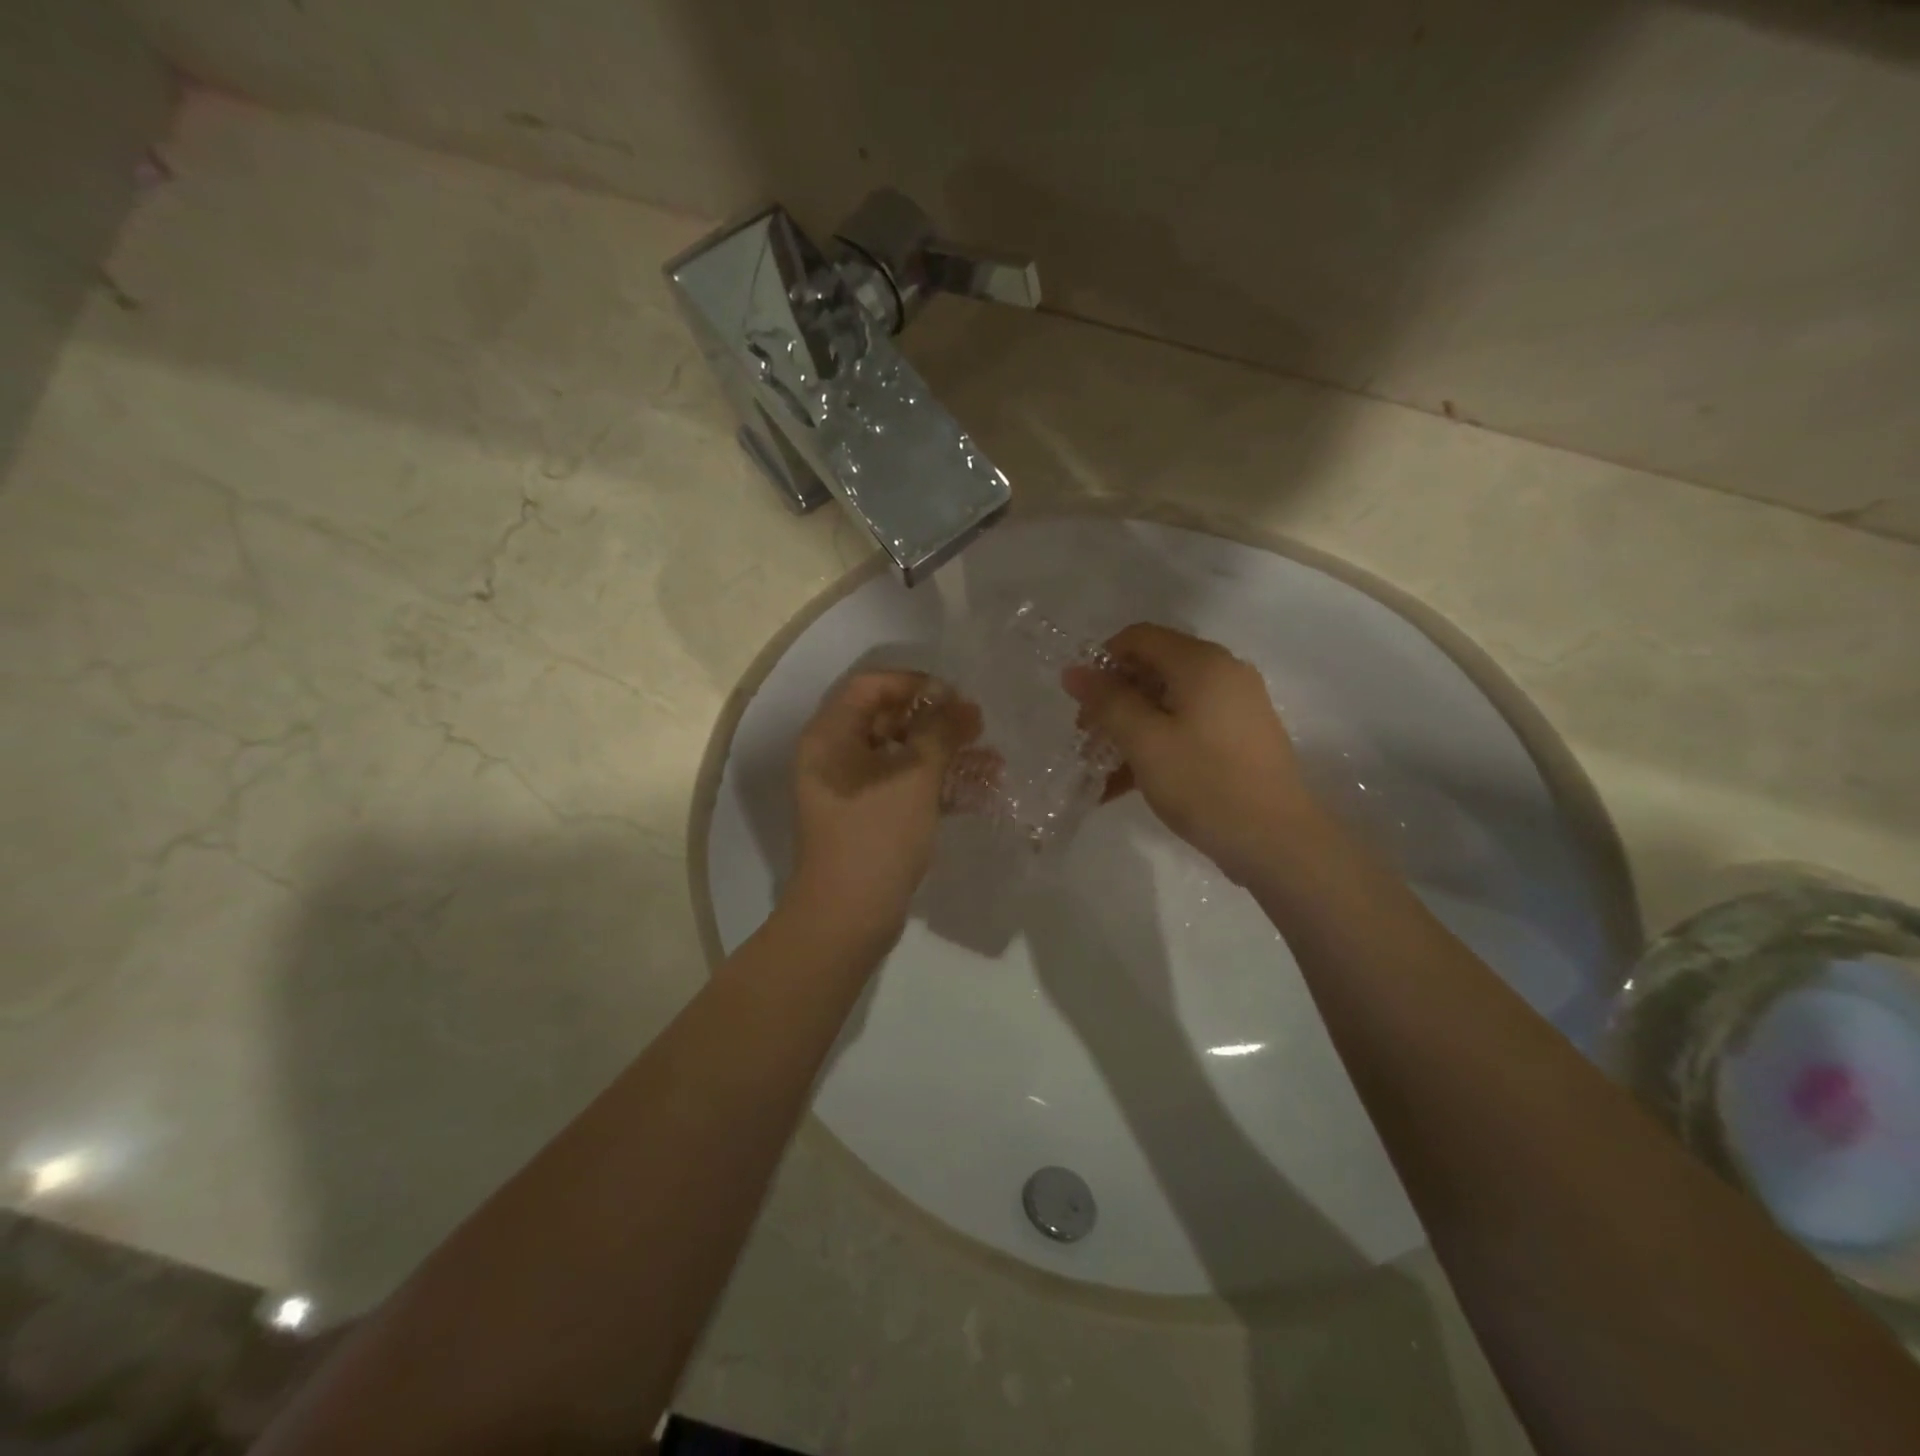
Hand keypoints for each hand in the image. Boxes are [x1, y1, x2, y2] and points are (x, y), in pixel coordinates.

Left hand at [787, 670, 982, 951]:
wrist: (847, 918)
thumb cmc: (877, 835)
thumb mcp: (915, 776)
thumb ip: (941, 732)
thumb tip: (962, 704)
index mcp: (831, 736)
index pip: (871, 686)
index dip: (914, 684)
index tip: (954, 697)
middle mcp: (834, 756)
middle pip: (887, 720)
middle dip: (937, 722)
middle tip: (977, 727)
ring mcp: (850, 790)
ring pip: (901, 756)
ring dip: (945, 755)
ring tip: (992, 761)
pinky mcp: (867, 819)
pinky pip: (903, 788)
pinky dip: (936, 786)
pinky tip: (980, 791)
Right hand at [1063, 623, 1317, 883]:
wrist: (1277, 841)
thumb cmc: (1204, 783)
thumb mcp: (1144, 742)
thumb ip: (1107, 701)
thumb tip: (1074, 670)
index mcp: (1201, 662)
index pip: (1139, 637)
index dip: (1102, 661)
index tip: (1080, 700)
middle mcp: (1223, 673)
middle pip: (1153, 669)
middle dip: (1113, 699)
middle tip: (1087, 737)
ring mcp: (1236, 706)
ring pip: (1168, 702)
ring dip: (1130, 727)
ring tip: (1101, 766)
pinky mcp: (1240, 737)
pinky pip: (1187, 726)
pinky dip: (1156, 744)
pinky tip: (1126, 783)